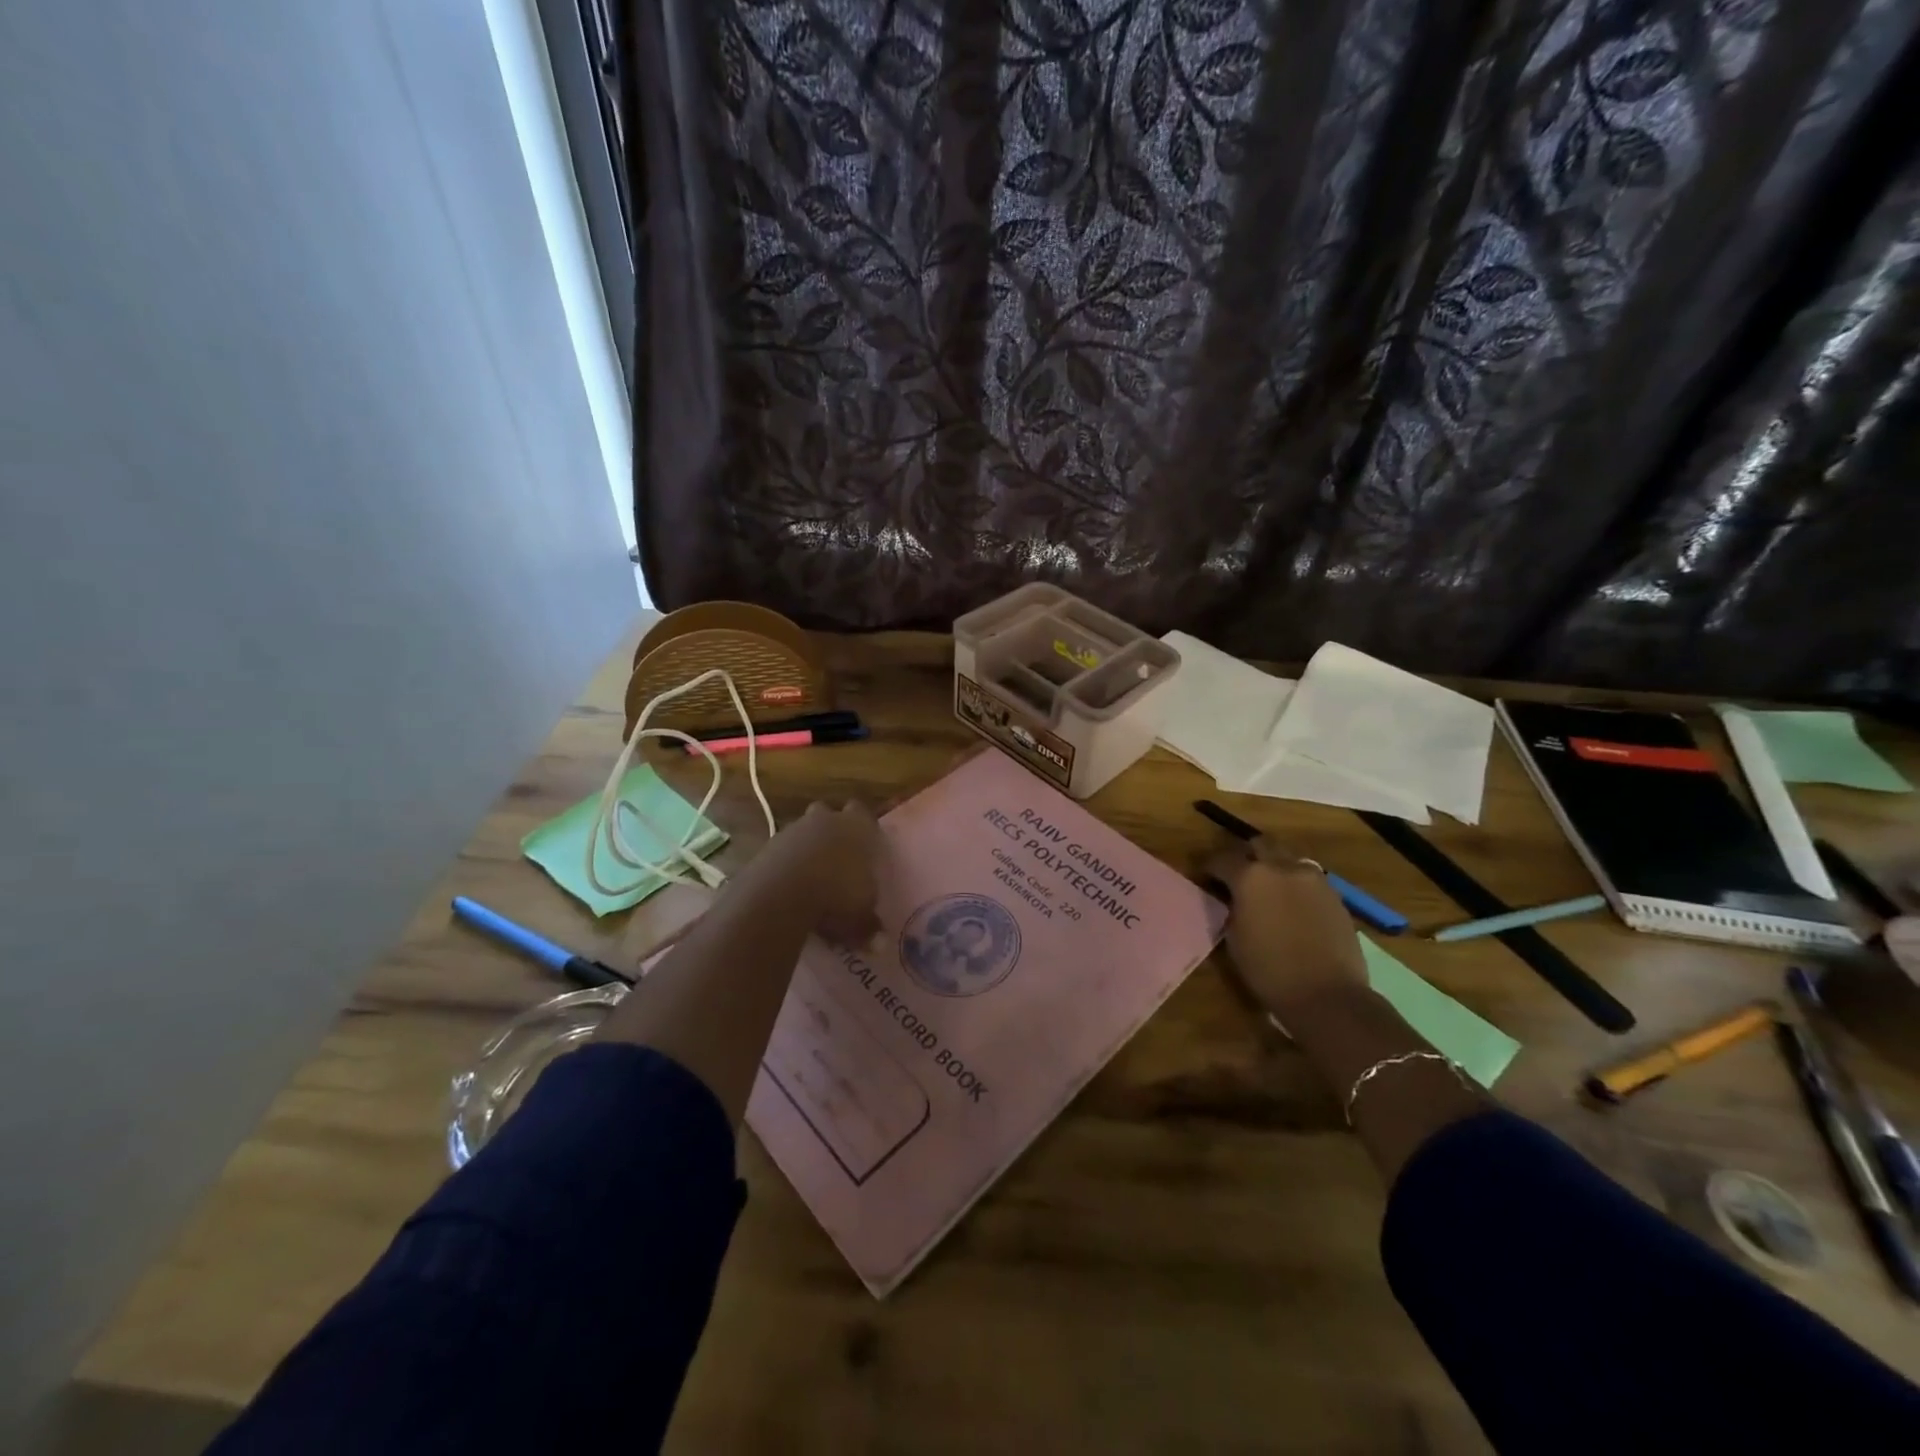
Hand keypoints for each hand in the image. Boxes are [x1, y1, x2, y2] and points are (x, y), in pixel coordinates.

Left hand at [736, 800, 881, 945]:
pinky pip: (781, 851)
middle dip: (831, 830)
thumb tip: (879, 945)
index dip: (864, 828)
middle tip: (838, 857)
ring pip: (802, 831)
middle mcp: (826, 821)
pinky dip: (785, 864)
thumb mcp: (860, 918)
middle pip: (829, 814)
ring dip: (806, 848)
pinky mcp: (767, 846)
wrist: (781, 895)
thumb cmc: (836, 897)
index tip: (865, 846)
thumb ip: (870, 927)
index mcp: (857, 827)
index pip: (863, 813)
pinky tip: (788, 888)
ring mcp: (793, 830)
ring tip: (811, 879)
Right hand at [1207, 838, 1368, 1015]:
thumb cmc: (1269, 971)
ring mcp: (1314, 879)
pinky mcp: (1335, 896)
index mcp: (1251, 877)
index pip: (1222, 859)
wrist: (1328, 995)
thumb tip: (1232, 899)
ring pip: (1289, 858)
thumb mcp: (1234, 938)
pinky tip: (1293, 907)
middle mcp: (1282, 868)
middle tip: (1239, 874)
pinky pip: (1309, 879)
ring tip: (1269, 889)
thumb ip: (1232, 908)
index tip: (1203, 876)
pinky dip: (1296, 885)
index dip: (1208, 867)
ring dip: (1275, 867)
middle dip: (1247, 855)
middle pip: (1261, 845)